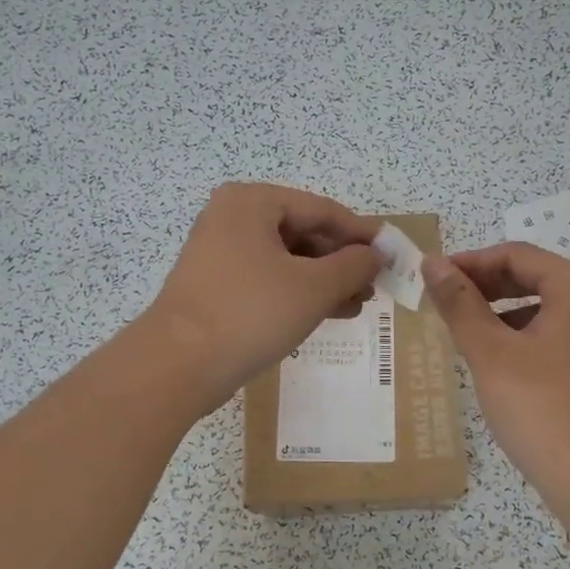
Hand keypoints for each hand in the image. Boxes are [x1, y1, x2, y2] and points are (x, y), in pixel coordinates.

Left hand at [141, 183, 381, 414]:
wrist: (178, 365)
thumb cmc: (250, 313)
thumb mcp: (313, 288)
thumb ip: (353, 265)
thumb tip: (376, 254)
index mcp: (252, 203)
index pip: (321, 209)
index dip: (361, 233)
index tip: (391, 254)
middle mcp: (232, 218)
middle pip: (303, 233)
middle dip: (342, 261)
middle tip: (375, 285)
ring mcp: (220, 253)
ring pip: (287, 260)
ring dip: (325, 281)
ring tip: (358, 304)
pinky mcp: (216, 286)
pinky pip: (268, 280)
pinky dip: (299, 293)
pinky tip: (329, 313)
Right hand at [424, 242, 569, 511]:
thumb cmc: (542, 408)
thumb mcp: (491, 353)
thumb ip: (460, 304)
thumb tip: (432, 264)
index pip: (518, 255)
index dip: (471, 262)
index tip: (433, 277)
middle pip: (537, 277)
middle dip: (488, 286)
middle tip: (445, 302)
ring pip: (549, 309)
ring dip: (506, 313)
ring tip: (467, 333)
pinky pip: (562, 337)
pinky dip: (528, 338)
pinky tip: (501, 363)